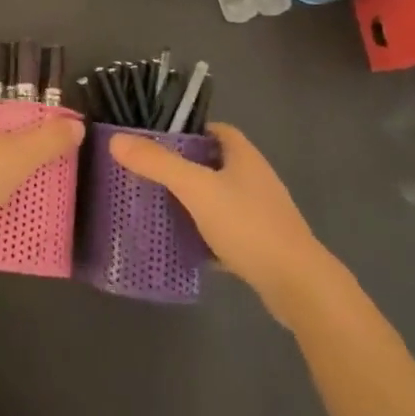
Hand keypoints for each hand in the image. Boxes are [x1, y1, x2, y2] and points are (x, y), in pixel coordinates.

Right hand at [108, 123, 344, 328]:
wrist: (298, 285)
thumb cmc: (248, 225)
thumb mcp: (197, 189)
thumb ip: (158, 164)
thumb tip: (116, 140)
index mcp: (243, 155)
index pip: (214, 130)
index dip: (187, 131)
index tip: (156, 141)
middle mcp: (254, 178)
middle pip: (214, 163)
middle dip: (184, 168)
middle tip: (149, 175)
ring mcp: (260, 213)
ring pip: (219, 198)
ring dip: (194, 202)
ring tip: (159, 208)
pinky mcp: (261, 245)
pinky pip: (226, 231)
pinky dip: (206, 235)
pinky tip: (184, 246)